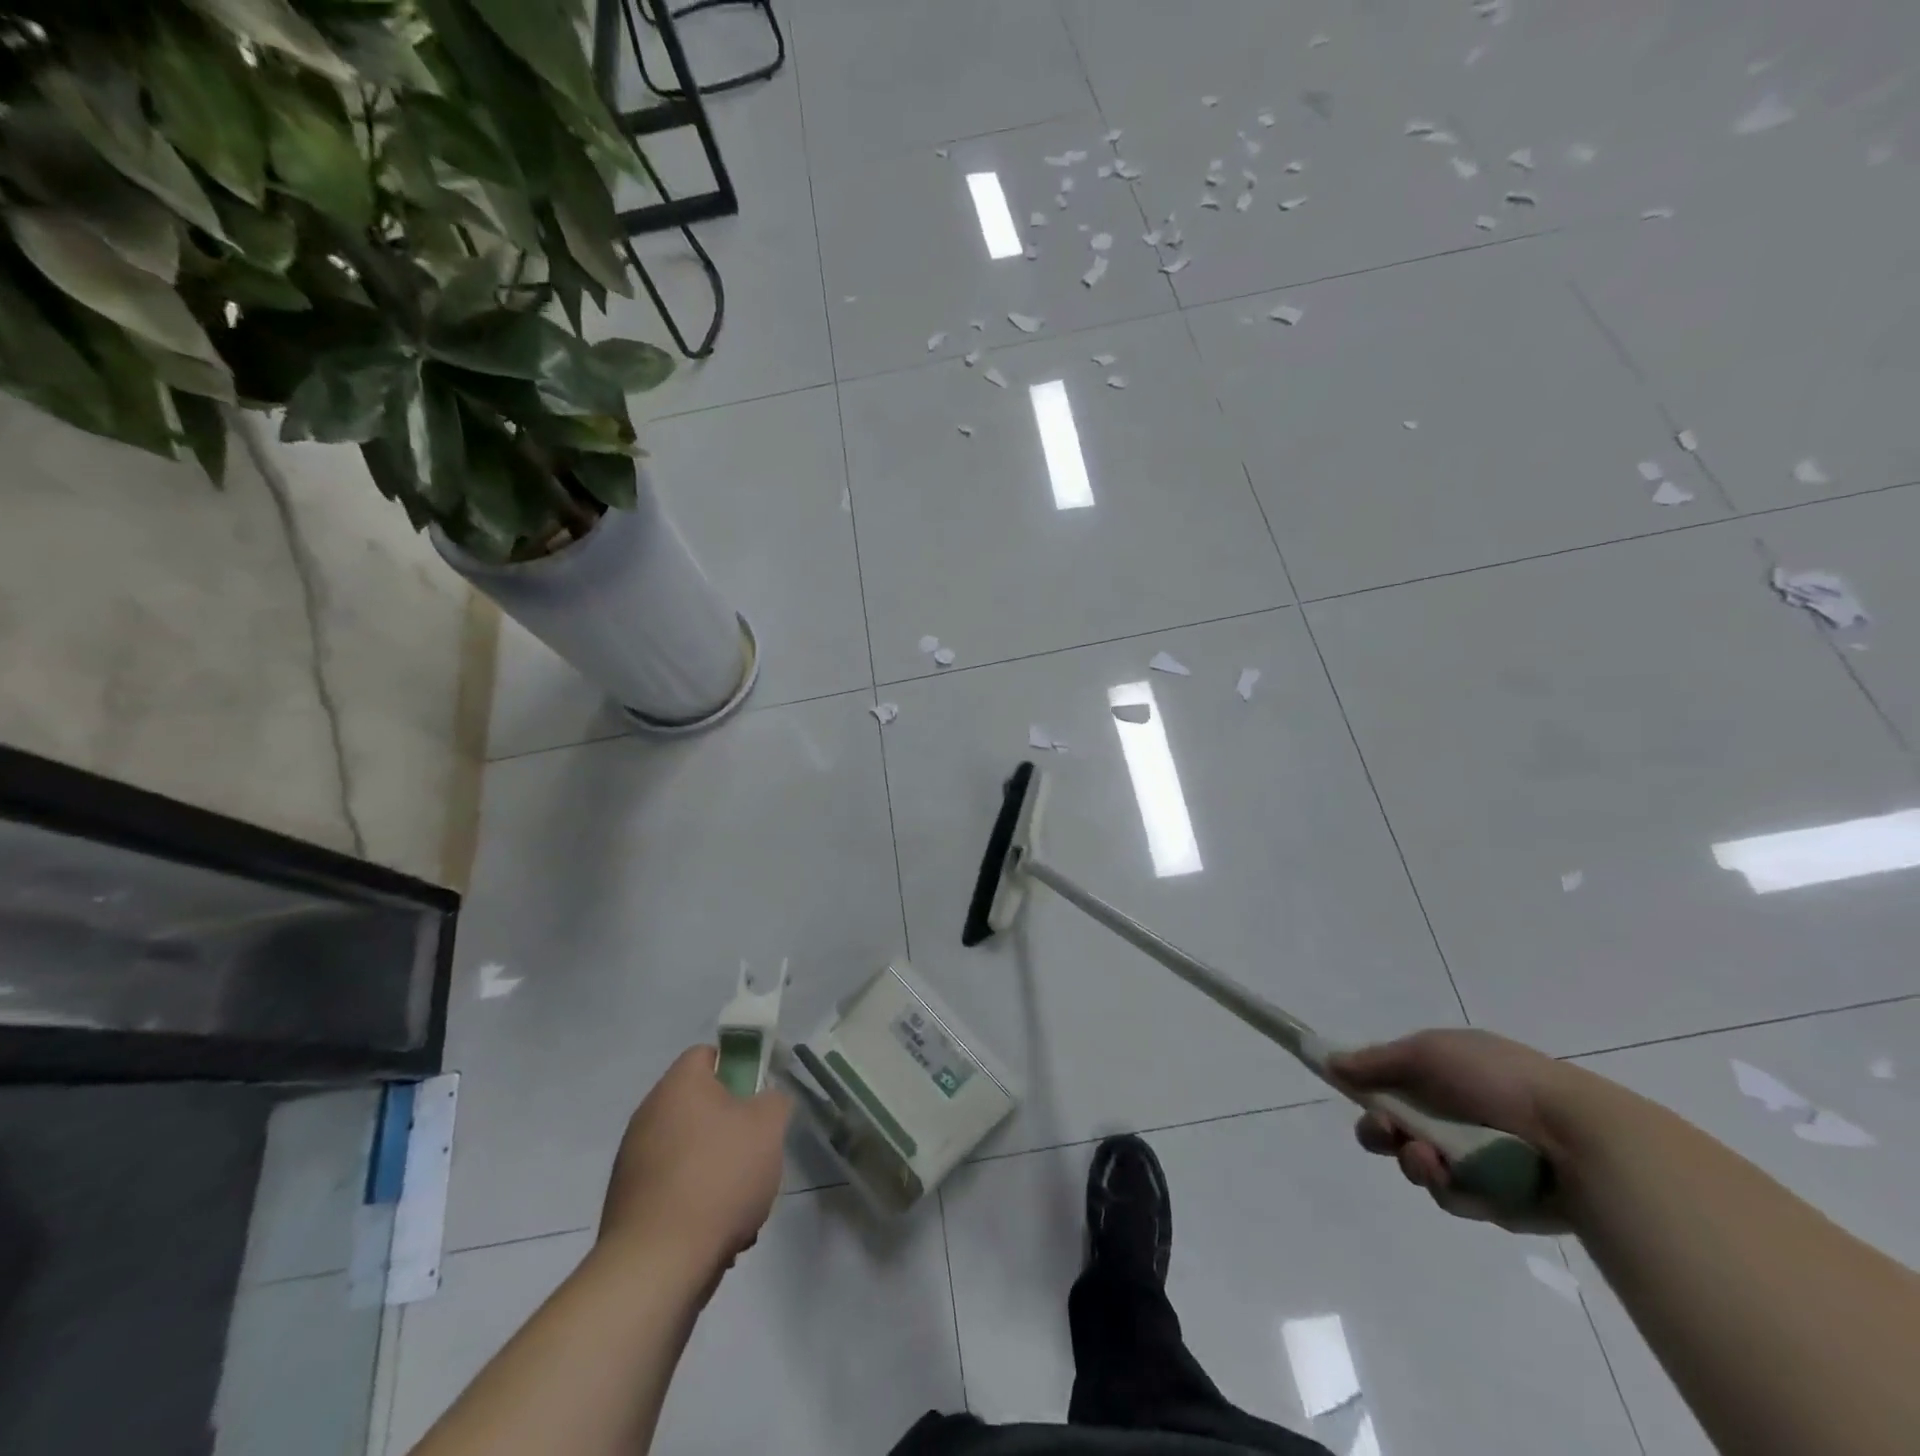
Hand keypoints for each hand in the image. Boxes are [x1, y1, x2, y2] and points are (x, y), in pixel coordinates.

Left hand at [600, 1045, 791, 1272]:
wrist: (657, 1264)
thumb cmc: (718, 1177)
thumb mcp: (768, 1127)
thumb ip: (774, 1100)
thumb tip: (765, 1101)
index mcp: (679, 1085)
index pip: (707, 1054)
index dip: (738, 1067)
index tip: (757, 1096)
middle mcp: (648, 1115)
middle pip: (701, 1106)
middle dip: (732, 1128)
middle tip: (756, 1151)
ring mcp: (633, 1161)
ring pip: (690, 1151)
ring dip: (717, 1170)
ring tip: (742, 1204)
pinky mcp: (627, 1204)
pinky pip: (673, 1189)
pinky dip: (696, 1203)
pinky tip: (717, 1233)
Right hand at [1330, 1028, 1593, 1232]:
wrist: (1579, 1138)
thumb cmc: (1497, 1080)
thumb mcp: (1428, 1053)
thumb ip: (1376, 1061)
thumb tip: (1331, 1062)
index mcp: (1446, 1073)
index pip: (1391, 1083)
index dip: (1368, 1093)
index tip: (1356, 1098)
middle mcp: (1458, 1112)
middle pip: (1398, 1128)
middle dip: (1383, 1133)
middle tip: (1389, 1134)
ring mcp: (1479, 1156)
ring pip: (1421, 1166)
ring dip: (1417, 1163)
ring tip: (1434, 1163)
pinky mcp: (1498, 1198)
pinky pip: (1455, 1197)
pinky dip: (1453, 1189)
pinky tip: (1464, 1182)